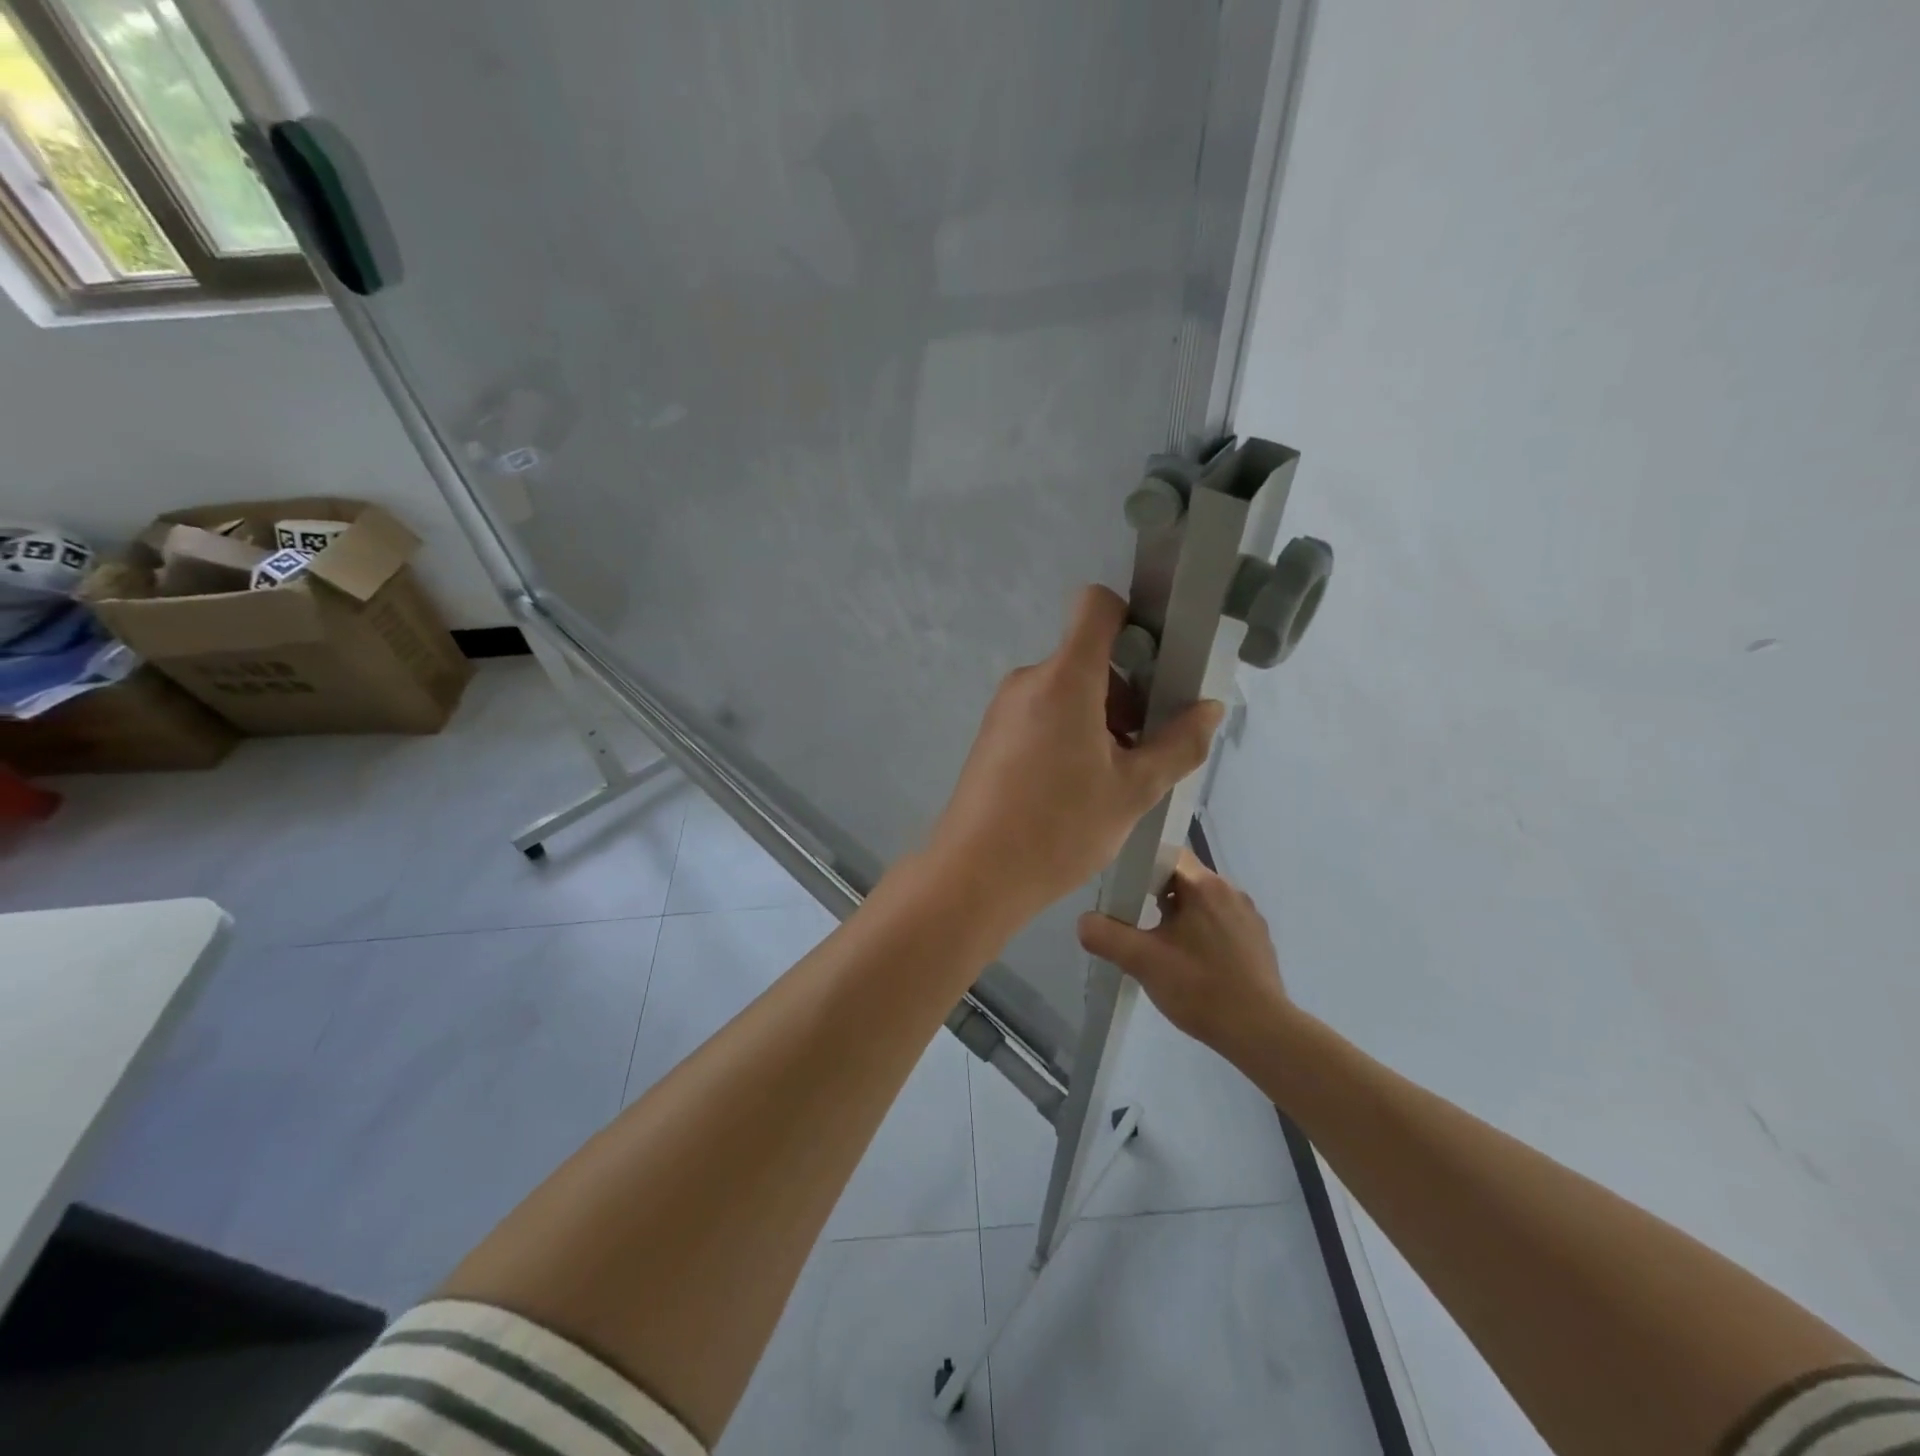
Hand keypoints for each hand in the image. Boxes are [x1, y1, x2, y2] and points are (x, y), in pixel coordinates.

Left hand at [926, 585, 1222, 924]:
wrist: (975, 874)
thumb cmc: (1060, 828)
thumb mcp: (1134, 790)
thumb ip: (1180, 744)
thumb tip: (1209, 708)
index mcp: (1065, 678)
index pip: (1096, 606)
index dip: (1131, 619)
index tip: (1156, 664)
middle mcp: (1029, 680)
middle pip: (1088, 657)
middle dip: (1125, 692)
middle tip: (1144, 747)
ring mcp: (1005, 708)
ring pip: (1067, 690)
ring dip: (1099, 718)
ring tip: (1114, 778)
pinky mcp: (992, 735)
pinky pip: (1042, 713)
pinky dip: (1069, 732)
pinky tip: (1078, 787)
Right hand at [1077, 849, 1292, 1057]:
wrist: (1261, 1032)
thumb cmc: (1200, 988)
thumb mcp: (1143, 962)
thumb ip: (1106, 937)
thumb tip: (1084, 922)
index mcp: (1205, 886)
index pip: (1168, 854)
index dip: (1143, 866)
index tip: (1126, 890)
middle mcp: (1231, 891)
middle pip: (1184, 879)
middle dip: (1158, 895)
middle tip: (1137, 921)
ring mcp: (1249, 917)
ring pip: (1204, 903)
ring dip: (1181, 916)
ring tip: (1162, 946)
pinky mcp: (1258, 941)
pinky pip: (1222, 923)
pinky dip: (1203, 934)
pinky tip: (1193, 964)